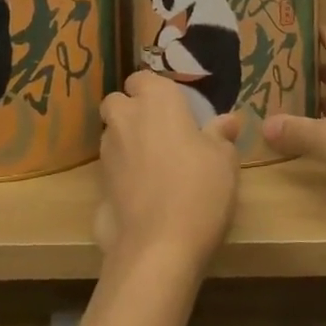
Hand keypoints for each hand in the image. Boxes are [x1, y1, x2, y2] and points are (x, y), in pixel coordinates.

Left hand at [96, 73, 240, 276]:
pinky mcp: (97, 187)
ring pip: (111, 136)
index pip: (143, 78)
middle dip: (131, 111)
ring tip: (154, 166)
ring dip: (126, 143)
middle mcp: (125, 119)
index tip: (175, 108)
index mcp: (156, 101)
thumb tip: (228, 120)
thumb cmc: (199, 189)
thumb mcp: (224, 160)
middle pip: (117, 103)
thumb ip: (221, 135)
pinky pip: (111, 170)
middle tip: (160, 133)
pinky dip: (122, 176)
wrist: (159, 247)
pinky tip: (144, 195)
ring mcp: (107, 154)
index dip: (155, 91)